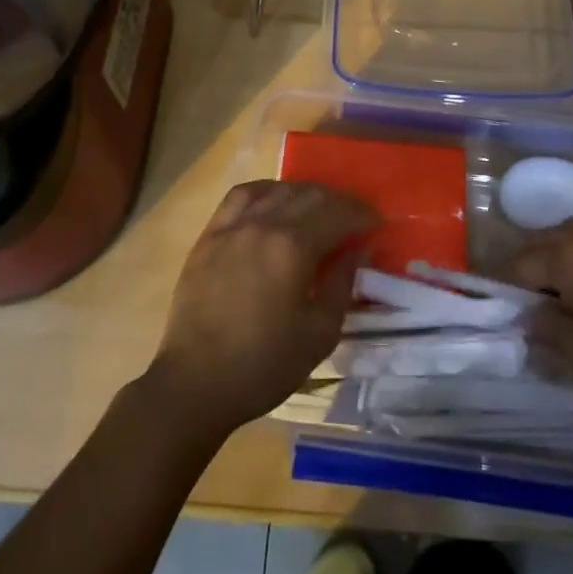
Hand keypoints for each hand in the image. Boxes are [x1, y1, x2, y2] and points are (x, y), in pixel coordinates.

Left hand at [145, 181, 377, 439]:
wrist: (195, 383)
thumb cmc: (263, 365)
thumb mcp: (319, 334)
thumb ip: (342, 285)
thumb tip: (358, 250)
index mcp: (293, 247)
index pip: (338, 214)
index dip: (362, 215)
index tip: (377, 222)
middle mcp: (264, 223)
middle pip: (311, 195)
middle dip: (339, 202)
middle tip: (354, 217)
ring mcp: (234, 225)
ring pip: (279, 190)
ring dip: (306, 193)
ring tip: (319, 209)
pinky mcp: (211, 233)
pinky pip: (242, 195)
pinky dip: (267, 190)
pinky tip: (275, 200)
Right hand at [511, 219, 572, 419]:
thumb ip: (547, 330)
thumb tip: (527, 316)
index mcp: (569, 256)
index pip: (520, 264)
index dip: (508, 289)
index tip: (509, 313)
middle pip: (544, 241)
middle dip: (532, 268)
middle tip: (536, 307)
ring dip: (561, 258)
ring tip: (571, 297)